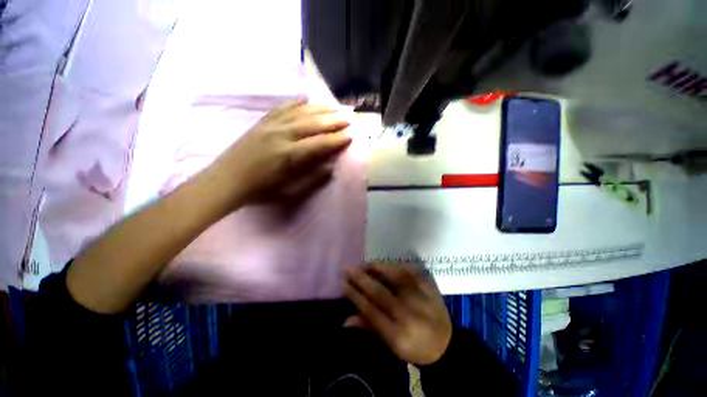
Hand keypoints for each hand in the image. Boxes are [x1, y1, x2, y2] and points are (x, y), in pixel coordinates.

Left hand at [214, 99, 351, 205]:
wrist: (226, 180)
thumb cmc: (260, 190)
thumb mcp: (289, 192)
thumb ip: (312, 179)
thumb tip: (330, 167)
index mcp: (289, 155)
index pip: (319, 144)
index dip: (336, 140)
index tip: (350, 135)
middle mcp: (281, 135)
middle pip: (312, 124)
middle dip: (333, 121)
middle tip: (347, 118)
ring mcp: (270, 125)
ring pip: (300, 112)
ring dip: (319, 109)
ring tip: (333, 107)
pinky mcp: (262, 122)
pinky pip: (282, 108)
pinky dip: (296, 103)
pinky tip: (306, 99)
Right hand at [343, 263, 452, 365]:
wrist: (446, 345)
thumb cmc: (415, 348)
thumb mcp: (391, 346)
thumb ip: (369, 329)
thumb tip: (345, 320)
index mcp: (397, 334)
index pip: (370, 310)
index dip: (355, 296)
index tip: (343, 284)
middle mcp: (408, 315)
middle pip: (380, 293)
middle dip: (361, 279)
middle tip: (348, 268)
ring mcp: (420, 299)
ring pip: (395, 279)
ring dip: (378, 269)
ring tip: (365, 264)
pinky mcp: (430, 289)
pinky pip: (411, 273)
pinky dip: (397, 266)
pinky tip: (386, 264)